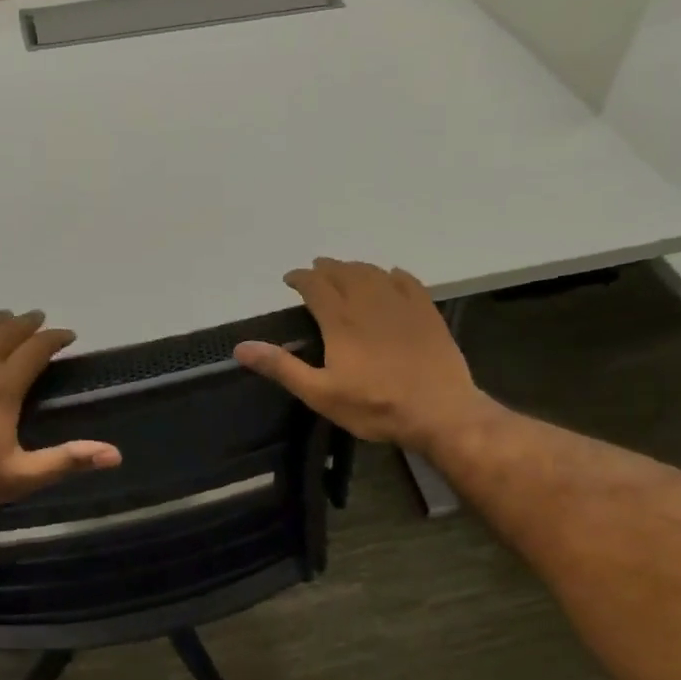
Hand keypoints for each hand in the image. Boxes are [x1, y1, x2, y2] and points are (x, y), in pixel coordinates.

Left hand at [0, 311, 120, 522]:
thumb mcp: (21, 476)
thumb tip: (116, 454)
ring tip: (4, 318)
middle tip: (39, 320)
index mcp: (4, 385)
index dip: (55, 337)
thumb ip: (67, 460)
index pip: (37, 348)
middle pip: (7, 330)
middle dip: (28, 323)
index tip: (68, 335)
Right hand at [234, 259, 488, 451]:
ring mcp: (401, 304)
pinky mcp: (427, 312)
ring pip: (374, 272)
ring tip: (346, 270)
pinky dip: (393, 274)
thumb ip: (282, 367)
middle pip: (344, 272)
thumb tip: (241, 347)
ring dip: (355, 267)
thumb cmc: (374, 406)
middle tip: (315, 270)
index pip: (315, 285)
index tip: (290, 279)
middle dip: (326, 268)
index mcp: (340, 320)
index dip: (300, 277)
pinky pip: (407, 281)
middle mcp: (369, 302)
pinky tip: (391, 276)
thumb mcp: (320, 393)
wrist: (439, 411)